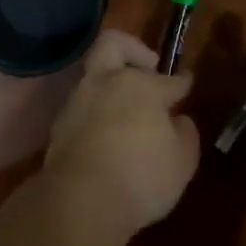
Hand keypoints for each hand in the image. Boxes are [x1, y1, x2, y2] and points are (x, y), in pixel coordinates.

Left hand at [43, 31, 199, 236]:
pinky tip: (109, 135)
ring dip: (112, 86)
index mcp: (141, 85)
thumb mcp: (182, 161)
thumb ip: (185, 134)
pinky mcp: (59, 126)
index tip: (186, 83)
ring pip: (94, 78)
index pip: (168, 79)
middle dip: (132, 49)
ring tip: (130, 112)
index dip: (181, 82)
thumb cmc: (141, 177)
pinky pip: (83, 108)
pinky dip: (98, 113)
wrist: (80, 202)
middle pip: (113, 44)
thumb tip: (178, 120)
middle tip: (148, 68)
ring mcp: (77, 102)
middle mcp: (106, 83)